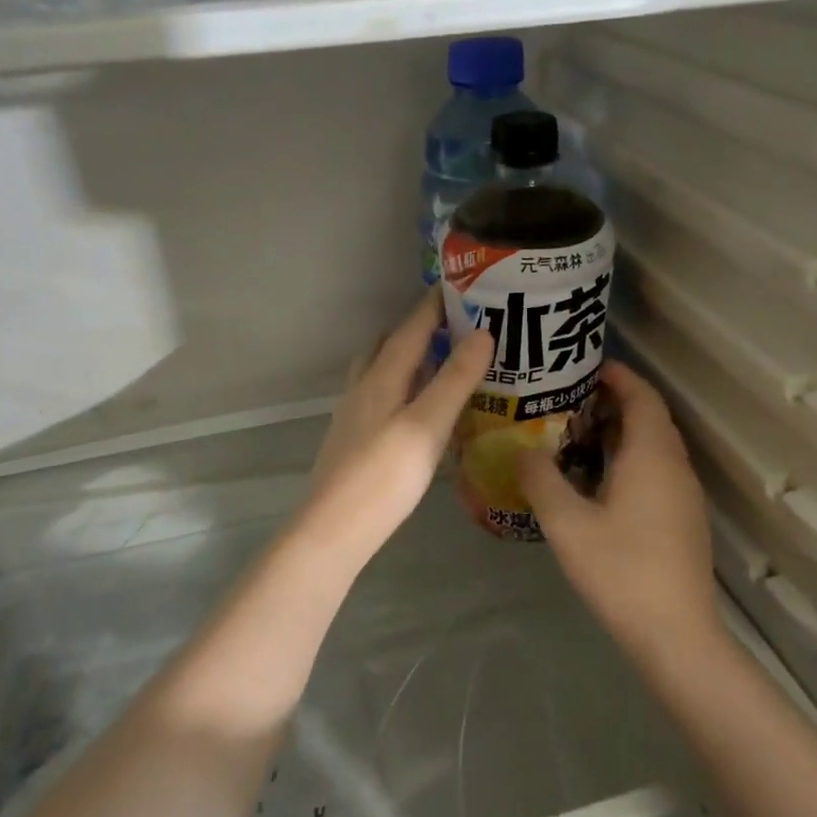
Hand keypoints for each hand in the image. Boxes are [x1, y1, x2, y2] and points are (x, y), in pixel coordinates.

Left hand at [300, 291, 492, 562]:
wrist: (333, 530)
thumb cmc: (384, 477)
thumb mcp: (427, 425)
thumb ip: (455, 380)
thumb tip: (483, 332)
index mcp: (381, 378)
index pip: (410, 328)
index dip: (434, 306)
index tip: (461, 287)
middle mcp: (363, 389)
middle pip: (388, 345)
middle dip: (418, 329)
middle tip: (455, 327)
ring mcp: (354, 416)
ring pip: (380, 372)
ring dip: (406, 359)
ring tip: (440, 364)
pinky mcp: (354, 441)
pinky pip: (380, 398)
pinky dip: (401, 389)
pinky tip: (417, 410)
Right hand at [516, 362, 719, 654]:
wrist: (676, 634)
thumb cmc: (621, 570)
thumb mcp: (568, 524)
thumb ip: (541, 480)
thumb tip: (523, 450)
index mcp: (652, 456)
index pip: (642, 396)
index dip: (618, 376)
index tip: (585, 367)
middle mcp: (674, 466)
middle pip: (650, 418)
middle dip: (614, 401)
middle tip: (569, 400)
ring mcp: (684, 495)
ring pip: (654, 446)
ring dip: (621, 432)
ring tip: (576, 435)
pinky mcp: (683, 518)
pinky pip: (657, 470)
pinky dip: (630, 459)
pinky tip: (598, 481)